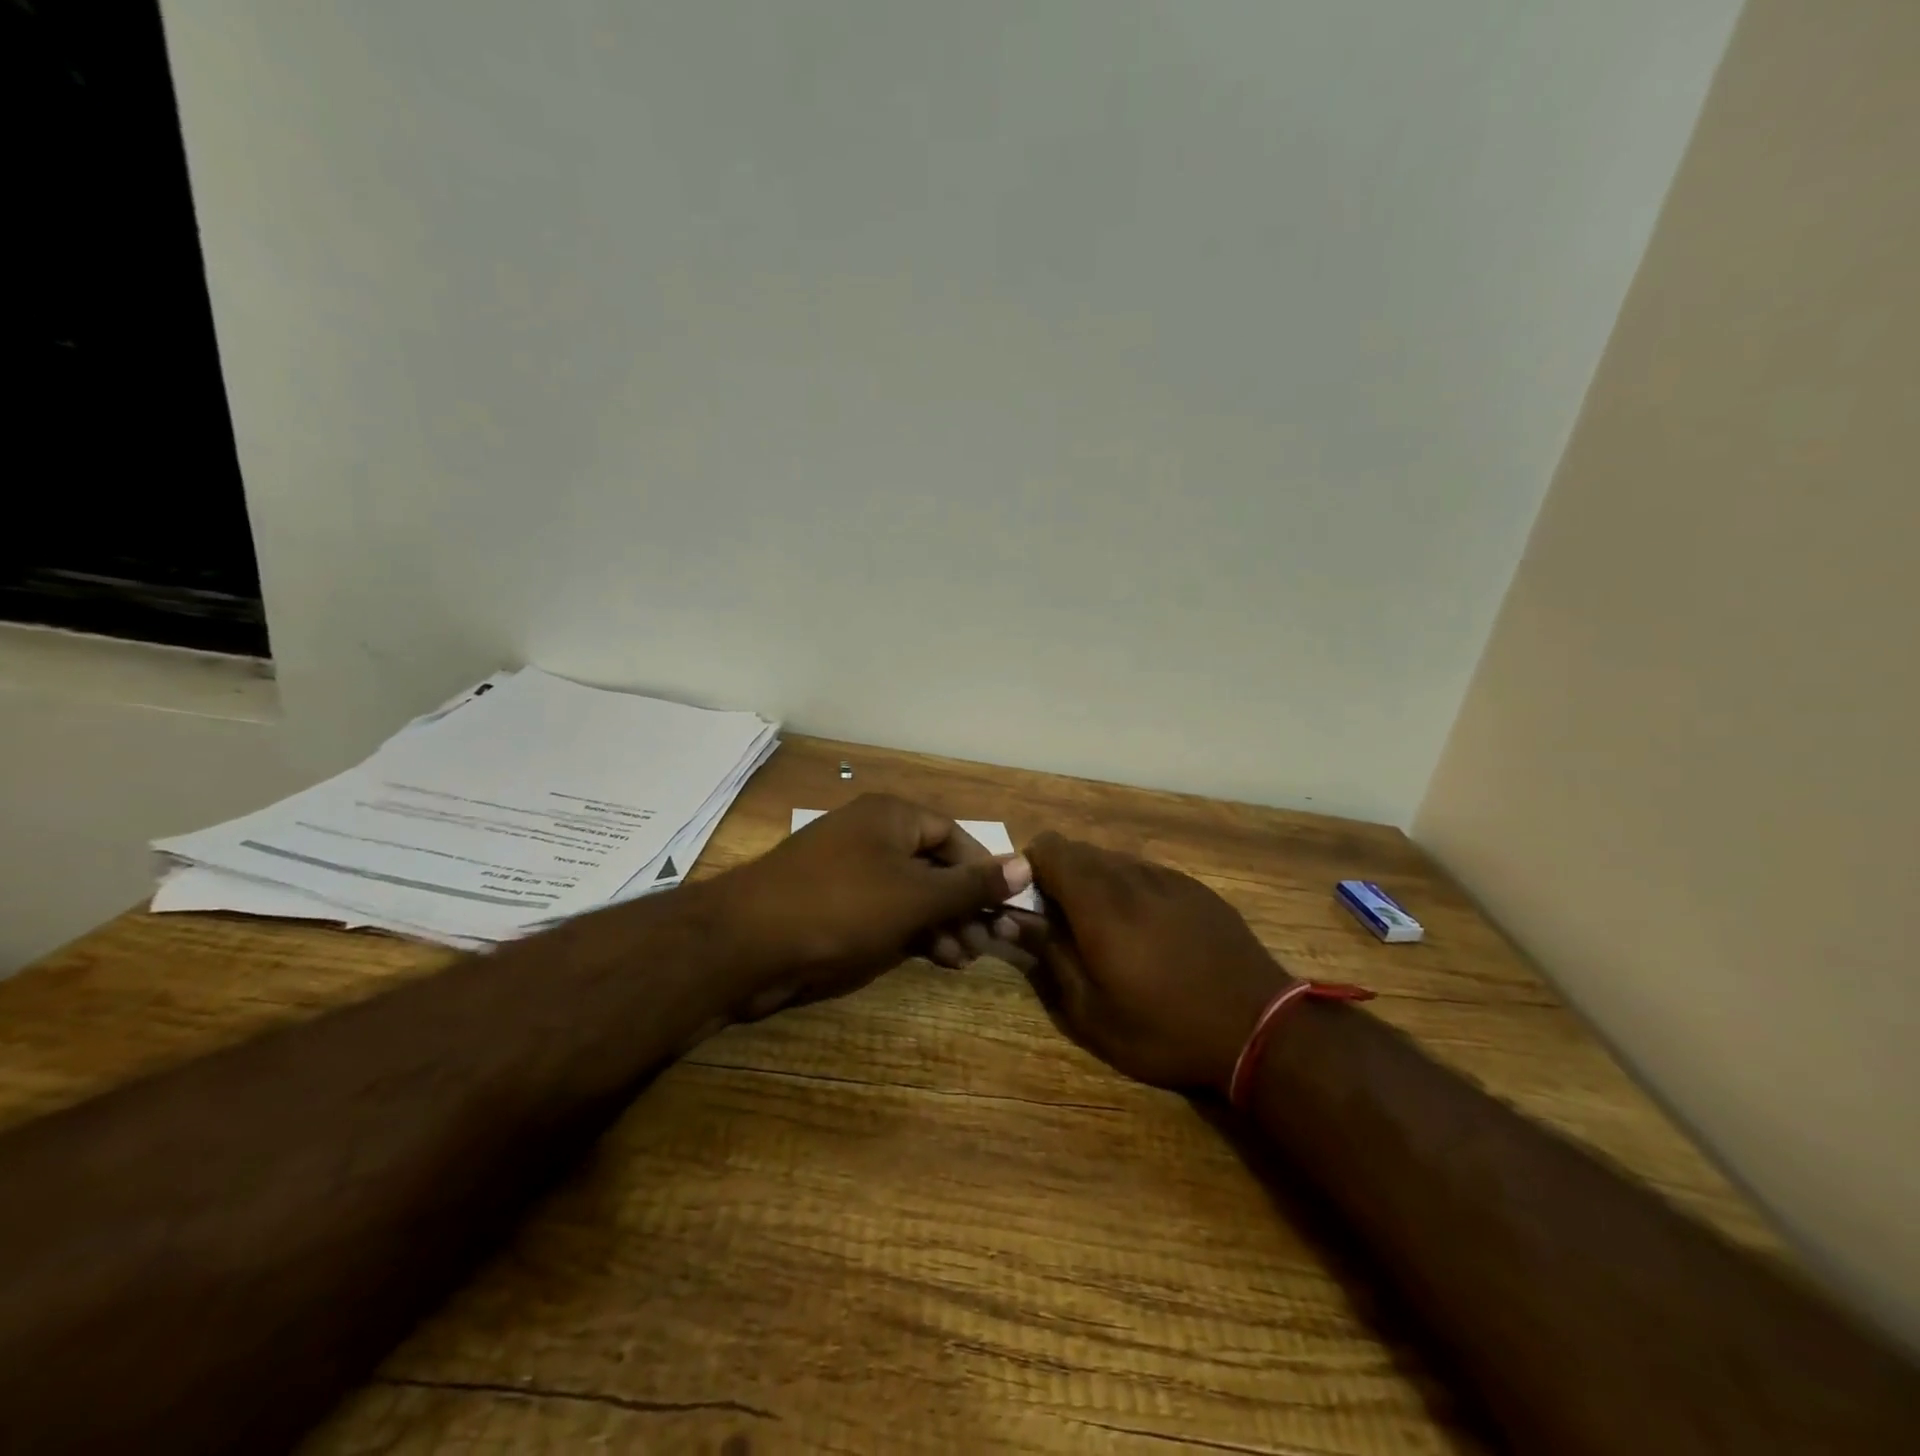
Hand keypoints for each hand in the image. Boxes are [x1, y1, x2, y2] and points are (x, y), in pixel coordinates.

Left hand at [712, 794, 1033, 1018]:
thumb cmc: (842, 906)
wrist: (746, 942)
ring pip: (910, 893)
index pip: (954, 836)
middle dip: (963, 905)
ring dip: (941, 923)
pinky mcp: (831, 903)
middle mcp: (872, 834)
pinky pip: (883, 911)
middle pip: (933, 865)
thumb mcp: (916, 896)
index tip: (1004, 908)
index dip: (983, 871)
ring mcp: (848, 869)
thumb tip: (1026, 864)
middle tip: (988, 943)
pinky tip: (932, 957)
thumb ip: (971, 884)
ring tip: (963, 958)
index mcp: (892, 816)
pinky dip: (909, 931)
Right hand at [1014, 832, 1292, 1093]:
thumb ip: (1048, 954)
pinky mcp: (1195, 888)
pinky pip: (1147, 872)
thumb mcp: (1092, 1011)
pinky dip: (1130, 889)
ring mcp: (1168, 878)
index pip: (1049, 849)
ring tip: (1106, 930)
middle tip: (1062, 922)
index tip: (1028, 902)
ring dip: (1095, 882)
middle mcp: (1131, 876)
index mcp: (1099, 902)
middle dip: (1059, 875)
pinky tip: (1147, 931)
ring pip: (1113, 860)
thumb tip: (1010, 918)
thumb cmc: (1164, 1029)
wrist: (1260, 1028)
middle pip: (1079, 850)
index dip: (1029, 867)